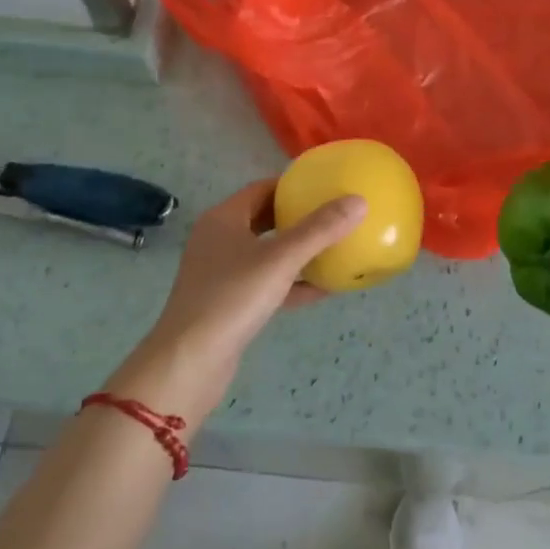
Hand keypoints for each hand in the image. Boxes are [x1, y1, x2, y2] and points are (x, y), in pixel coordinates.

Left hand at [108, 180, 365, 421]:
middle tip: (332, 214)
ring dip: (297, 251)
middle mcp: (219, 241)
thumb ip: (319, 230)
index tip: (324, 186)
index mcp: (223, 219)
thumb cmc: (232, 298)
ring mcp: (222, 274)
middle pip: (264, 219)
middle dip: (297, 217)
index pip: (261, 189)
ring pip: (266, 253)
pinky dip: (293, 283)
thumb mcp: (281, 259)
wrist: (190, 362)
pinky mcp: (229, 304)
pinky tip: (324, 288)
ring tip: (334, 247)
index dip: (292, 185)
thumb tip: (359, 201)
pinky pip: (267, 284)